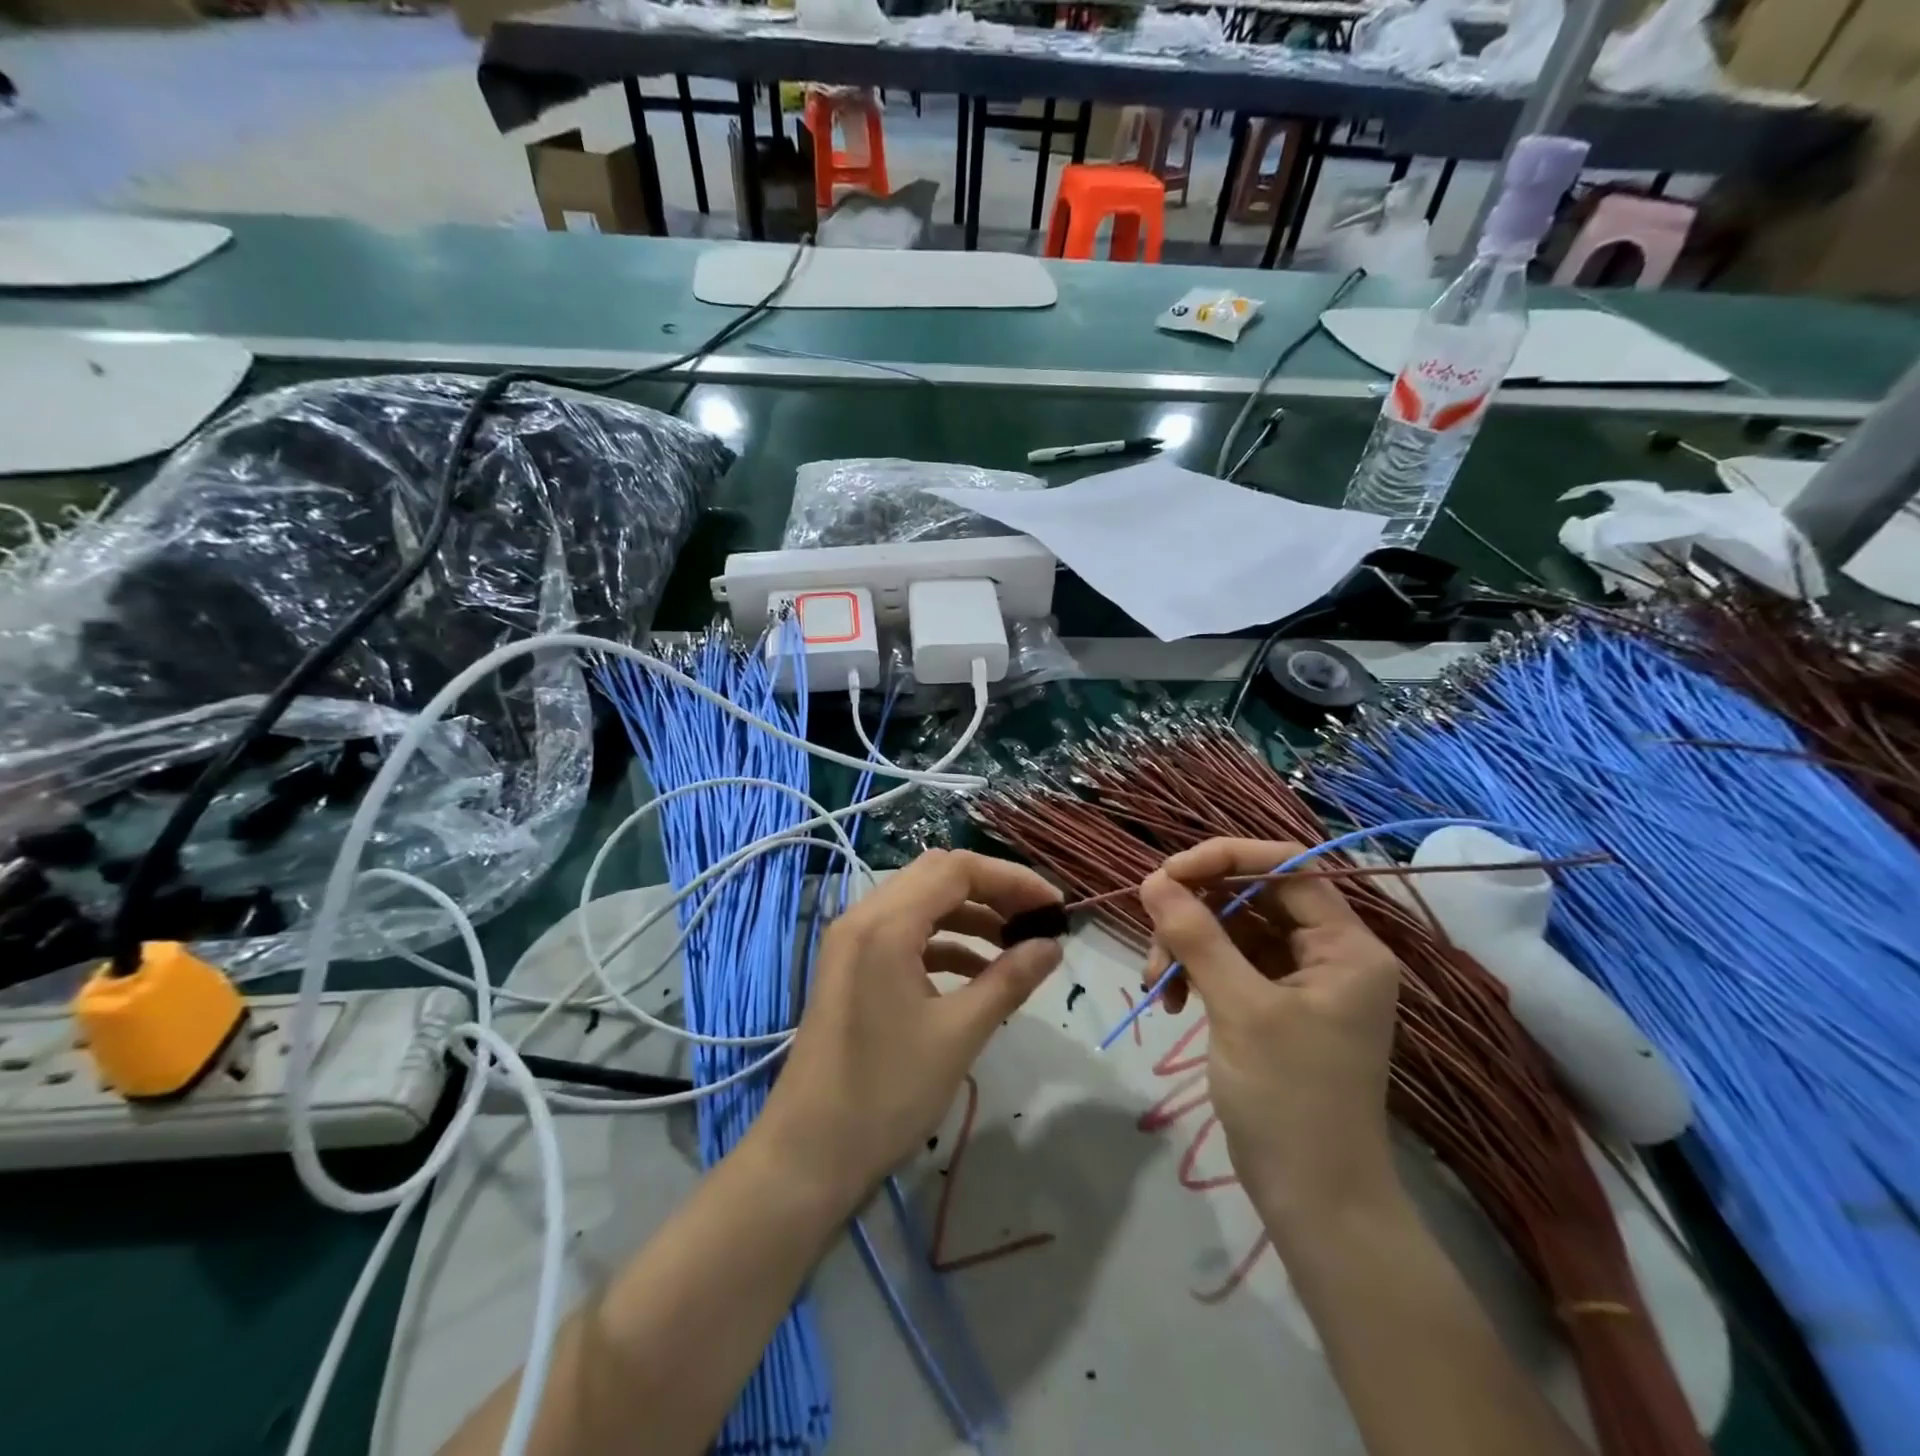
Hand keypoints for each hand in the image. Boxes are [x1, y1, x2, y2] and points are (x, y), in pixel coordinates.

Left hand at [754, 849, 1063, 1203]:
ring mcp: (851, 942)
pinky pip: (904, 935)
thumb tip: (1053, 946)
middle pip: (937, 876)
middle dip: (992, 891)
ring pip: (920, 904)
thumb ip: (1009, 980)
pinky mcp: (851, 968)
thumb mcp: (959, 1034)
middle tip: (1036, 920)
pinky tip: (977, 973)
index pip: (957, 869)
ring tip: (1015, 946)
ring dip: (969, 916)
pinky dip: (944, 943)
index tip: (1055, 906)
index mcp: (885, 923)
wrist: (808, 1155)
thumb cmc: (886, 1093)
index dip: (1012, 879)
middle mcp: (863, 917)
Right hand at [1138, 839, 1402, 1226]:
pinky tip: (1169, 1000)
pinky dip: (1192, 972)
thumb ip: (1197, 937)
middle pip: (1252, 897)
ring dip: (1185, 945)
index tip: (1167, 873)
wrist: (1313, 1201)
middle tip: (1153, 935)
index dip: (1226, 858)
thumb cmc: (1291, 1100)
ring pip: (1230, 930)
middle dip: (1195, 912)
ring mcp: (1297, 980)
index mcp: (1346, 946)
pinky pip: (1224, 963)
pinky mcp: (1270, 1004)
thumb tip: (1152, 879)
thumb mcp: (1240, 1009)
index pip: (1287, 866)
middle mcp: (1326, 953)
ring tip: (1156, 985)